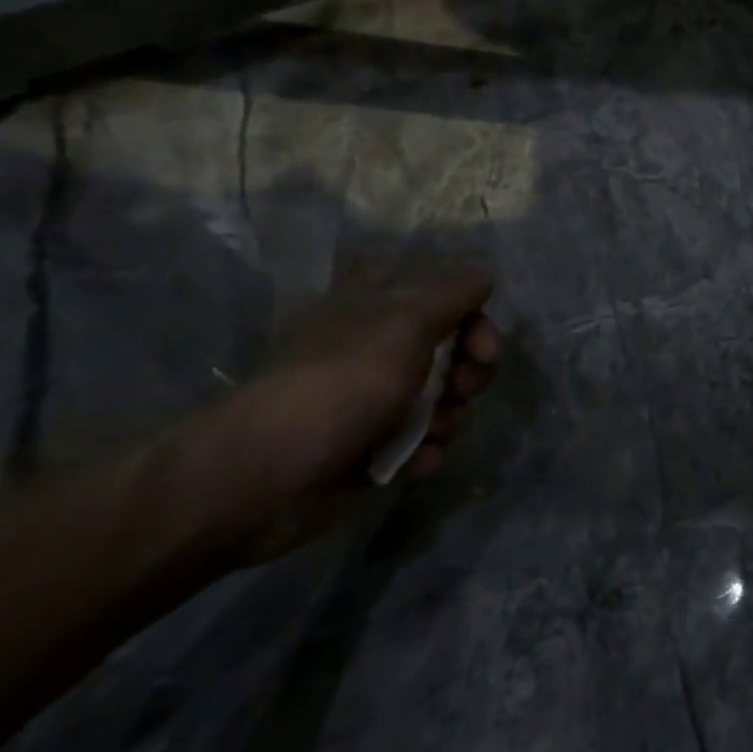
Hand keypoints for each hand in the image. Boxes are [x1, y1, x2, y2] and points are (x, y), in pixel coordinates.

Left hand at [174, 272, 500, 563]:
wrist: (267, 477)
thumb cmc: (341, 385)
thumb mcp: (405, 323)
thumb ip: (452, 294)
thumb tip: (484, 274)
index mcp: (378, 310)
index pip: (444, 299)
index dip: (474, 320)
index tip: (485, 349)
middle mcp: (379, 350)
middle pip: (452, 350)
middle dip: (470, 373)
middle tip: (462, 389)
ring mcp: (375, 400)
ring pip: (443, 399)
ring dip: (450, 416)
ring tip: (431, 432)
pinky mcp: (373, 448)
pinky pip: (422, 442)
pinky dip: (426, 451)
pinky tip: (416, 461)